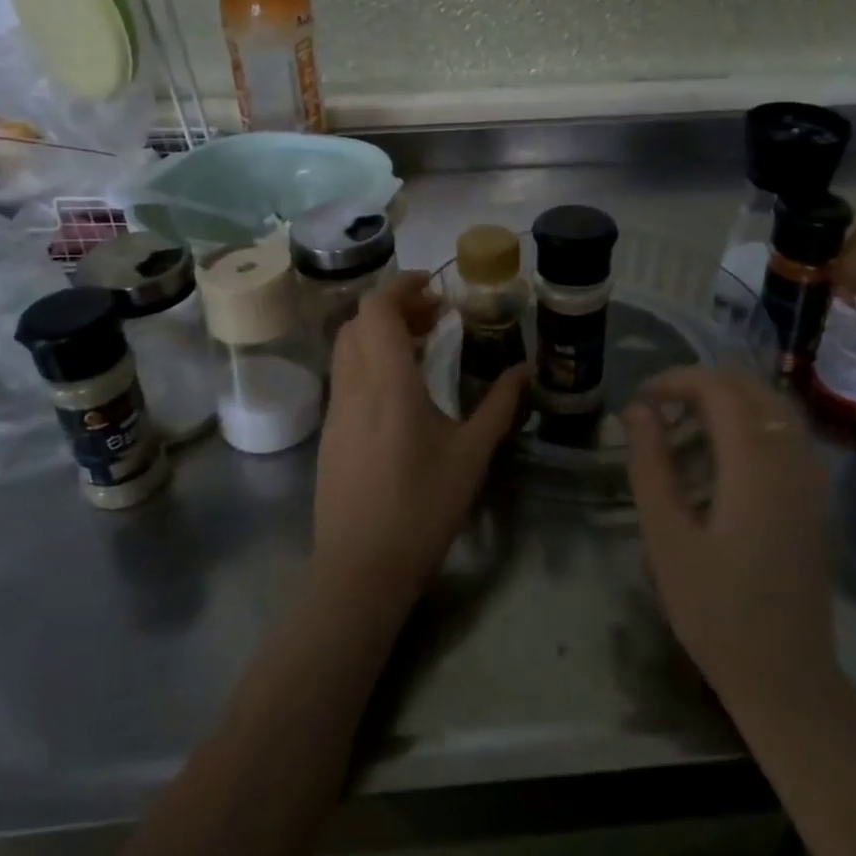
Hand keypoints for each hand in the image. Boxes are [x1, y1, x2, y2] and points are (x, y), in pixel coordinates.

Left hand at [312, 272, 527, 608]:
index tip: (435, 286)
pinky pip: (345, 375)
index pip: (377, 309)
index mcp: (387, 383)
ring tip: (423, 348)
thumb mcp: (472, 455)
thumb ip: (499, 406)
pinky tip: (402, 388)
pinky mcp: (330, 432)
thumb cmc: (422, 508)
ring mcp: (336, 410)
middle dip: (396, 308)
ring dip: (381, 334)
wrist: (360, 568)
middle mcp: (353, 386)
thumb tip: (525, 370)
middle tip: (436, 318)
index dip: (402, 287)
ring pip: (348, 348)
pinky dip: (370, 360)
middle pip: (359, 322)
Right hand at [623, 369, 839, 715]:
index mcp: (756, 466)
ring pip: (772, 407)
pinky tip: (720, 458)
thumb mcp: (666, 538)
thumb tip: (637, 410)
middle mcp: (793, 459)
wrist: (786, 677)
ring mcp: (811, 478)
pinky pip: (785, 433)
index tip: (642, 398)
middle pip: (752, 387)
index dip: (678, 380)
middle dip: (702, 384)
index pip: (721, 389)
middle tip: (660, 410)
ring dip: (728, 402)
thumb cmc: (715, 612)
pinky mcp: (815, 497)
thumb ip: (650, 465)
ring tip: (684, 430)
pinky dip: (750, 424)